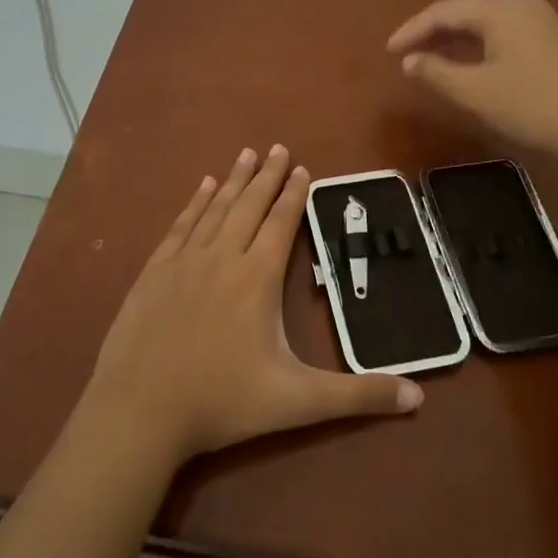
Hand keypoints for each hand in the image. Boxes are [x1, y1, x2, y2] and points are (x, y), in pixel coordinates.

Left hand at [85, 144, 421, 468]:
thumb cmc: (222, 402)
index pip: (281, 224)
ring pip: (215, 209)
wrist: (139, 410)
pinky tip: (202, 187)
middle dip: (266, 176)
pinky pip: (180, 225)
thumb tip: (418, 397)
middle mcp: (222, 258)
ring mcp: (184, 262)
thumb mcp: (297, 403)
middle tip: (277, 147)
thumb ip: (357, 396)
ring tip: (245, 154)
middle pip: (249, 206)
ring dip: (233, 180)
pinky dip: (195, 203)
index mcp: (257, 278)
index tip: (301, 168)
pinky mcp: (154, 272)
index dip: (293, 195)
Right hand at [386, 0, 557, 159]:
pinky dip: (476, 44)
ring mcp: (541, 22)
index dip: (413, 29)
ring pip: (485, 20)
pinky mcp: (551, 42)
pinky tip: (467, 62)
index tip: (388, 51)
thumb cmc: (531, 106)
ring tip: (428, 57)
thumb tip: (409, 60)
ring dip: (454, 36)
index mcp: (501, 11)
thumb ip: (436, 72)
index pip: (445, 11)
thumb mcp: (475, 92)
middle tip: (405, 52)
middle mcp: (521, 6)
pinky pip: (502, 32)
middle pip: (466, 9)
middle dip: (432, 29)